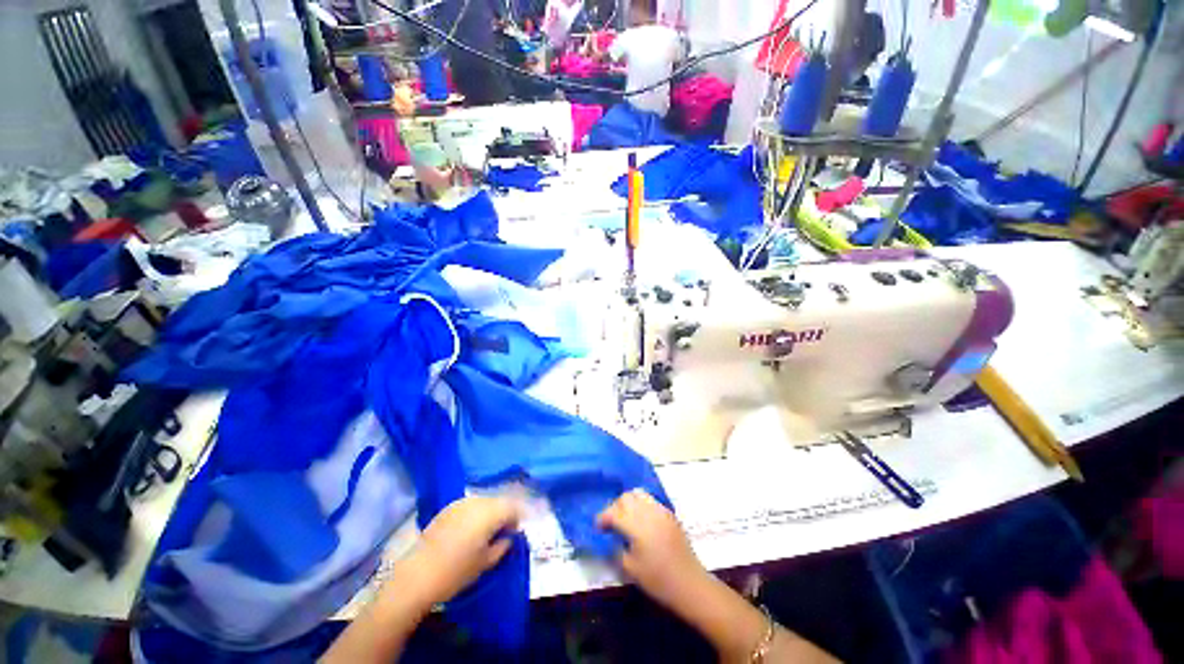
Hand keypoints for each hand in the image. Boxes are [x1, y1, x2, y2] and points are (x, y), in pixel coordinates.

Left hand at [396, 496, 521, 609]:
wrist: (418, 575)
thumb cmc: (457, 571)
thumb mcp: (487, 562)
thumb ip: (503, 545)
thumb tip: (508, 537)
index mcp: (490, 512)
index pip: (512, 507)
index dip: (517, 518)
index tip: (515, 533)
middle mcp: (478, 501)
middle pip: (498, 502)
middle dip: (503, 514)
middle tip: (502, 534)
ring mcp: (461, 502)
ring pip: (484, 502)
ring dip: (489, 513)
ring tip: (485, 533)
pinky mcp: (447, 508)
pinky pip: (469, 506)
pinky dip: (474, 515)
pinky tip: (468, 532)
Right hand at [596, 489, 709, 609]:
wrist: (689, 583)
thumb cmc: (657, 580)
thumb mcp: (630, 568)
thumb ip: (616, 547)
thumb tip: (610, 536)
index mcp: (637, 526)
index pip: (614, 512)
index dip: (603, 518)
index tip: (598, 527)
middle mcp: (648, 512)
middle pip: (625, 498)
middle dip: (615, 507)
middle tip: (611, 523)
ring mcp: (660, 510)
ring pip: (638, 494)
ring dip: (628, 502)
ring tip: (626, 517)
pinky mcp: (669, 513)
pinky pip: (650, 500)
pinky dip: (641, 504)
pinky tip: (641, 520)